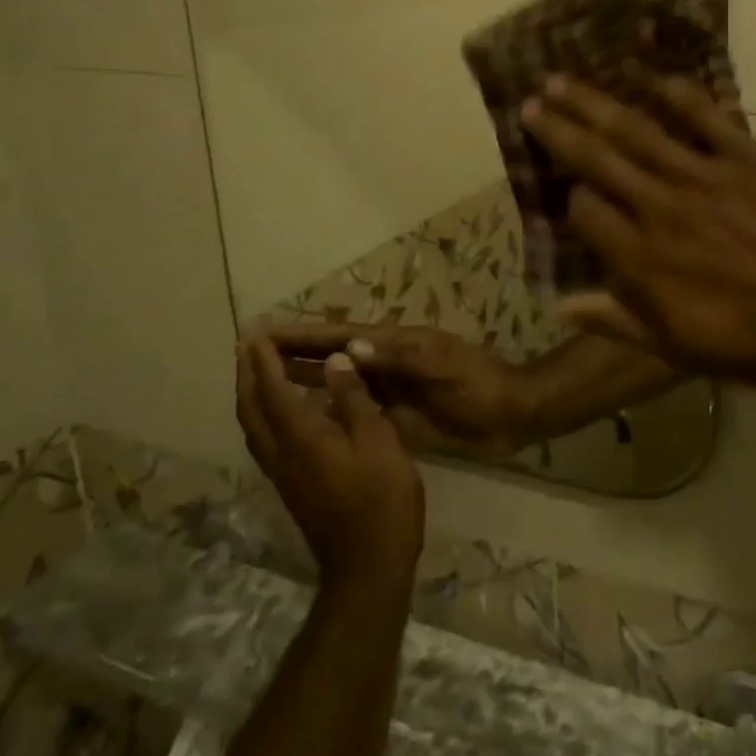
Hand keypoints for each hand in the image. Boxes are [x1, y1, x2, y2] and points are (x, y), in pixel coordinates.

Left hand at [236, 338, 424, 592]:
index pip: (273, 391)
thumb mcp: (377, 439)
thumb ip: (353, 398)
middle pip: (252, 409)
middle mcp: (282, 453)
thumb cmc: (381, 495)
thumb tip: (334, 360)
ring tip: (255, 370)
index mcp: (302, 438)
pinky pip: (265, 440)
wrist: (369, 563)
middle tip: (246, 346)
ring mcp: (284, 474)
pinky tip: (281, 411)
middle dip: (247, 375)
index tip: (256, 334)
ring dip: (250, 394)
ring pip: (254, 427)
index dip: (264, 361)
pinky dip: (263, 415)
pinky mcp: (293, 486)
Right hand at [268, 323, 538, 461]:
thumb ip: (400, 356)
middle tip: (246, 357)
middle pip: (330, 357)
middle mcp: (384, 364)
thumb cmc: (478, 384)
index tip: (259, 333)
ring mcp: (388, 390)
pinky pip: (351, 409)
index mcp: (394, 345)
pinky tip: (301, 421)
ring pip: (336, 382)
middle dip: (291, 354)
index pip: (338, 337)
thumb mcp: (443, 364)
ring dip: (303, 380)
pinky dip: (325, 410)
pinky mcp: (394, 416)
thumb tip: (351, 346)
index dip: (300, 335)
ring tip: (261, 384)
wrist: (510, 414)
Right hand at [520, 74, 755, 382]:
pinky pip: (705, 116)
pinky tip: (652, 77)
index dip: (571, 201)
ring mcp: (705, 176)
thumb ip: (620, 324)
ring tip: (562, 80)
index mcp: (643, 260)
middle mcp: (662, 208)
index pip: (585, 212)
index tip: (571, 196)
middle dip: (559, 130)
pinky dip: (678, 94)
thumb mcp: (683, 352)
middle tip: (530, 102)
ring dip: (596, 104)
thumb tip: (563, 305)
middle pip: (597, 159)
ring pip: (637, 131)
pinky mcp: (748, 156)